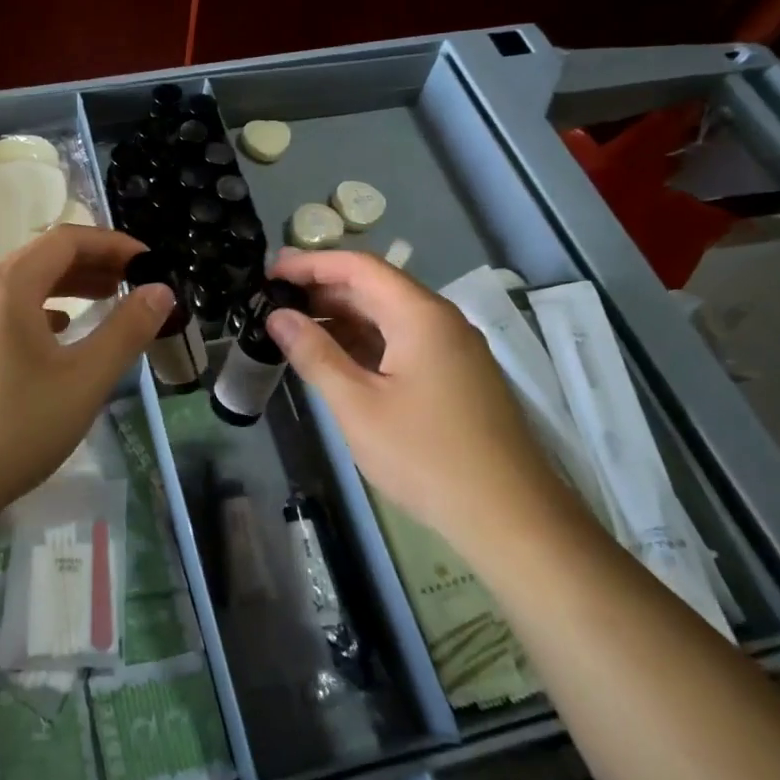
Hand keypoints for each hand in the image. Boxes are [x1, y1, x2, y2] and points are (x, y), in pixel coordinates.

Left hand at [0, 226, 175, 524]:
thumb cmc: (15, 428)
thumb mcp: (84, 380)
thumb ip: (127, 330)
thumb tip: (161, 291)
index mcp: (6, 287)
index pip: (65, 241)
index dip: (111, 243)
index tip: (148, 261)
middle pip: (40, 259)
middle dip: (91, 264)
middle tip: (132, 281)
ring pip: (19, 287)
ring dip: (65, 287)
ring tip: (103, 301)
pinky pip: (1, 313)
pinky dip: (37, 311)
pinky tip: (56, 335)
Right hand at [265, 248, 583, 552]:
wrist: (509, 516)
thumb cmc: (425, 456)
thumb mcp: (358, 405)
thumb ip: (315, 355)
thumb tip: (278, 316)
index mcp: (420, 315)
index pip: (359, 267)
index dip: (311, 264)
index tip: (270, 273)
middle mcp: (440, 321)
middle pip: (374, 288)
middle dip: (322, 291)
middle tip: (273, 304)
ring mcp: (452, 350)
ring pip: (388, 318)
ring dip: (342, 320)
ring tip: (294, 331)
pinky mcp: (455, 377)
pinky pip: (402, 343)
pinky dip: (364, 344)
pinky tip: (335, 361)